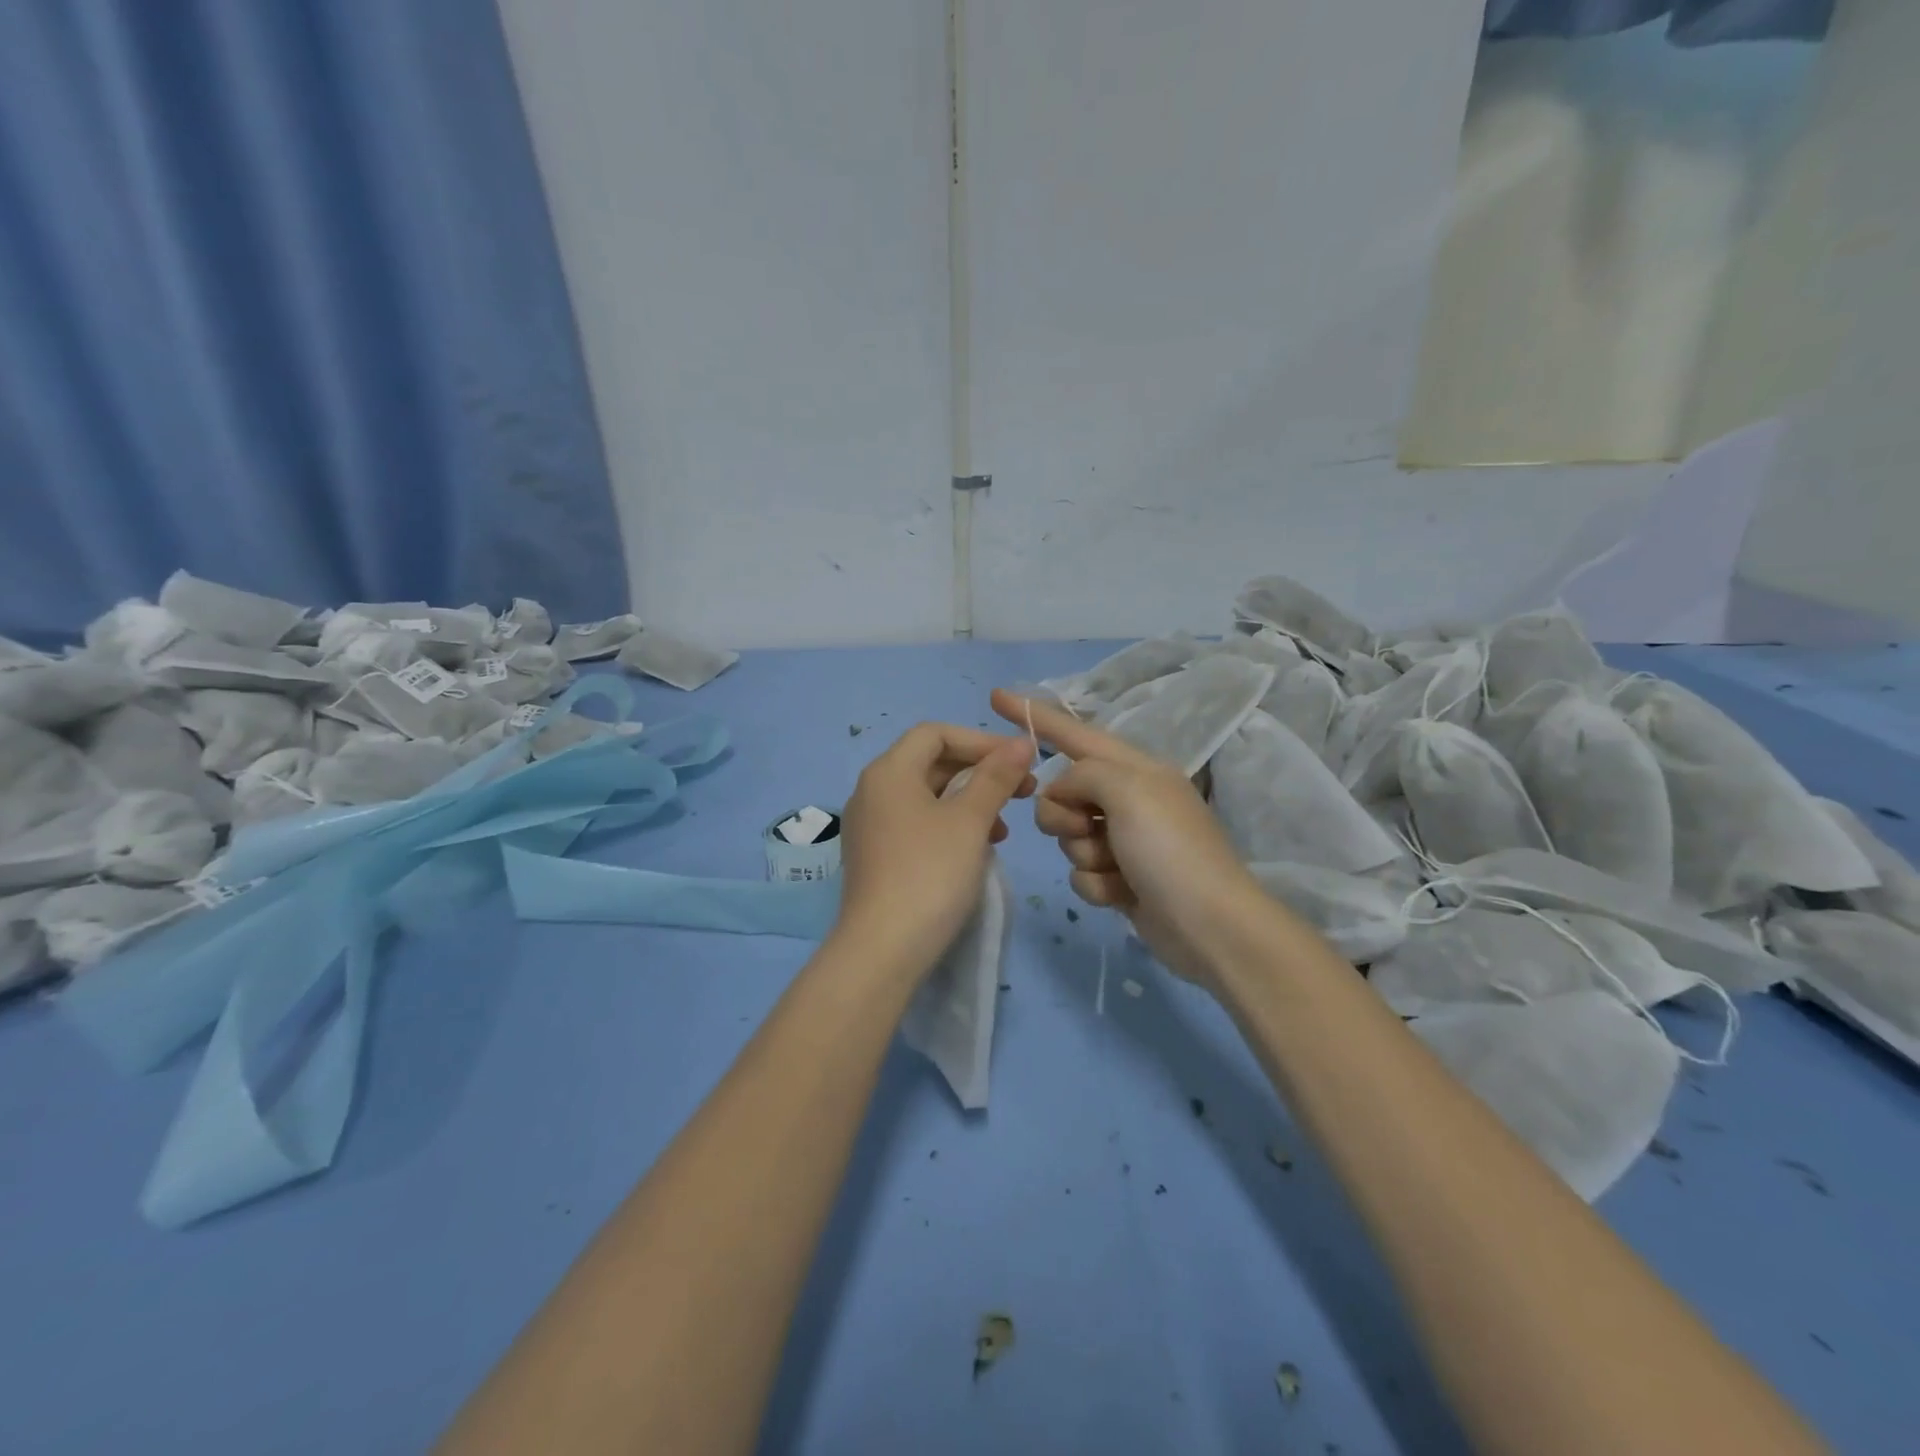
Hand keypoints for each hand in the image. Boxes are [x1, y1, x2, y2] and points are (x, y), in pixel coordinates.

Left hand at [833, 723, 1035, 975]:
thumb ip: (996, 777)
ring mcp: (870, 826)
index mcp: (888, 772)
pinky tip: (977, 849)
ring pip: (927, 796)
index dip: (981, 740)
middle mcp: (872, 791)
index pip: (936, 733)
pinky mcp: (876, 856)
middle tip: (1023, 790)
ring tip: (1004, 826)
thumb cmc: (930, 874)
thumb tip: (1021, 743)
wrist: (883, 950)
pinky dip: (950, 825)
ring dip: (969, 800)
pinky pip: (917, 823)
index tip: (1020, 761)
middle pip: (931, 762)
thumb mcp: (971, 821)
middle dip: (979, 771)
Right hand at [991, 688, 1265, 987]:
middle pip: (1061, 792)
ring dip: (1084, 854)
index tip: (994, 696)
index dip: (1034, 715)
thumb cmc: (1169, 849)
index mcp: (1134, 768)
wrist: (1209, 926)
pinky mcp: (1120, 879)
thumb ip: (1083, 775)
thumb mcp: (1127, 791)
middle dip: (1063, 814)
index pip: (1074, 732)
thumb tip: (1065, 795)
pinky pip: (1081, 872)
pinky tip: (1122, 894)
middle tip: (1087, 828)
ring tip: (1116, 867)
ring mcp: (1124, 841)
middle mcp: (1128, 798)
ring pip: (1067, 836)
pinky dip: (1096, 884)